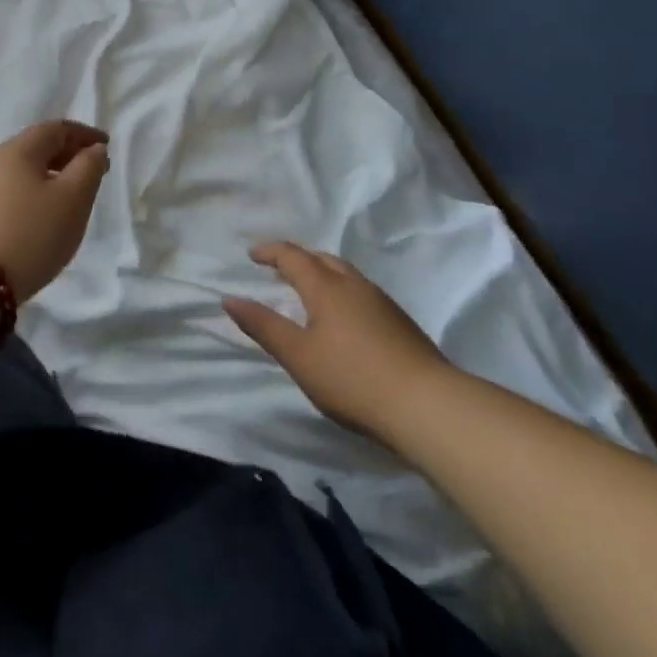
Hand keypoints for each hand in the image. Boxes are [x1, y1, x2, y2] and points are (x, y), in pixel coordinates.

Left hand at [0, 121, 109, 301]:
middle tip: (92, 171)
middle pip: (36, 147)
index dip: (84, 134)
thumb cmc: (31, 234)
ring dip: (49, 175)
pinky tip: (40, 215)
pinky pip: (9, 191)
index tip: (105, 146)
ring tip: (69, 195)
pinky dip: (31, 193)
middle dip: (67, 154)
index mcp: (18, 150)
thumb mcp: (73, 199)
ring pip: (21, 171)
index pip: (55, 129)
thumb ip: (89, 168)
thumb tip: (93, 150)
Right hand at [224, 241, 449, 443]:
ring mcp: (381, 302)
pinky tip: (342, 316)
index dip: (270, 252)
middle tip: (278, 268)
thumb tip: (230, 299)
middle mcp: (354, 285)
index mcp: (326, 287)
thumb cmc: (352, 378)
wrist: (426, 404)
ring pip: (345, 273)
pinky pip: (360, 291)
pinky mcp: (399, 322)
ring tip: (308, 289)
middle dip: (297, 258)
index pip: (293, 257)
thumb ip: (264, 326)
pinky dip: (340, 290)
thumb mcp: (298, 356)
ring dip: (321, 272)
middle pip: (322, 258)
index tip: (252, 254)